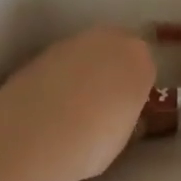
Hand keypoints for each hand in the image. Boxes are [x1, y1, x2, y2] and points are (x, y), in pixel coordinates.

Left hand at [0, 26, 157, 180]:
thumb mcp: (124, 135)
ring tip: (71, 110)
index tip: (128, 108)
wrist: (34, 136)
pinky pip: (58, 66)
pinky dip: (56, 80)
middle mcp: (107, 39)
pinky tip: (47, 109)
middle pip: (115, 50)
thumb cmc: (93, 141)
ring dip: (82, 73)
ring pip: (84, 55)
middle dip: (111, 71)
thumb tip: (120, 112)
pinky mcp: (39, 54)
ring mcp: (70, 43)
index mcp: (139, 58)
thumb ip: (126, 113)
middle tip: (103, 104)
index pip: (146, 66)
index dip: (137, 88)